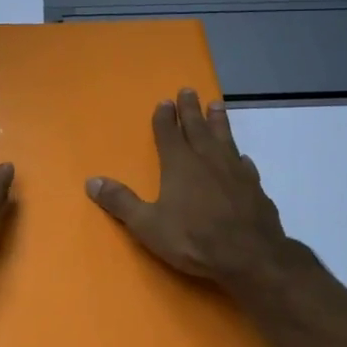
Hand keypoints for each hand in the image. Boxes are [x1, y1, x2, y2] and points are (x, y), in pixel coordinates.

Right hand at [86, 88, 302, 294]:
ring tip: (217, 105)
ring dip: (218, 121)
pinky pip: (245, 165)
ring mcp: (234, 171)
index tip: (165, 101)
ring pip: (224, 138)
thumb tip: (91, 181)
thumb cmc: (193, 239)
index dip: (165, 117)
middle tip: (189, 90)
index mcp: (179, 164)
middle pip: (197, 127)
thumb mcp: (148, 225)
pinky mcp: (255, 187)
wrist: (250, 256)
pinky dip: (240, 158)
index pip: (169, 133)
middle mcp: (207, 159)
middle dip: (191, 109)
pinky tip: (243, 158)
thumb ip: (121, 202)